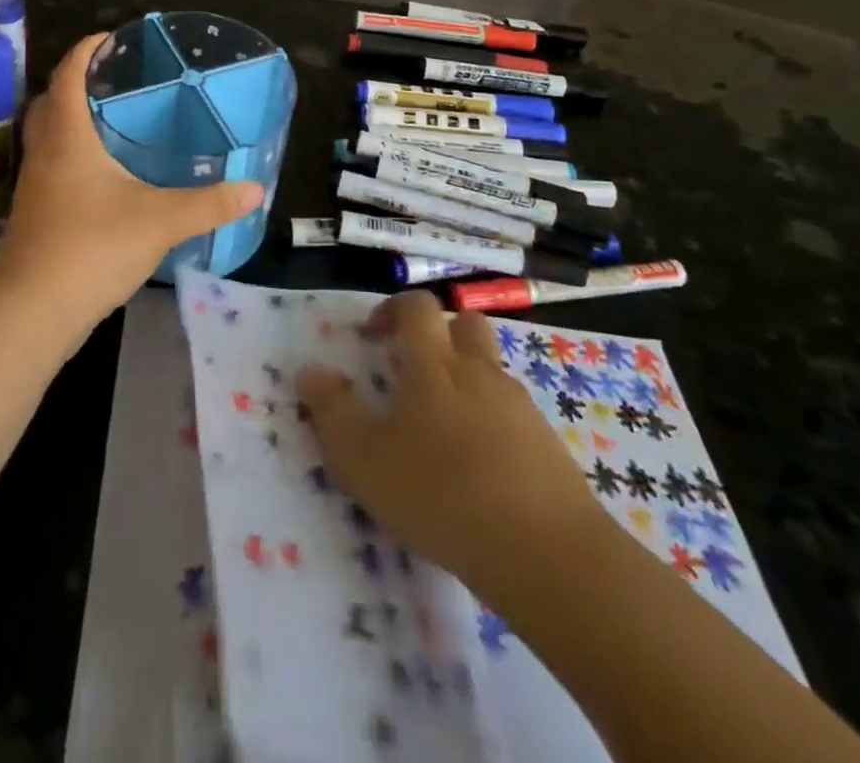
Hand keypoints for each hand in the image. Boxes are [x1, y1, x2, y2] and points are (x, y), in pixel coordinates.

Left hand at [0, 33, 262, 329]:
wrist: (32, 310)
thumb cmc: (92, 248)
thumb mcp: (160, 221)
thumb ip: (209, 204)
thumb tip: (254, 189)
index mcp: (68, 137)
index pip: (68, 75)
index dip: (86, 50)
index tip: (110, 38)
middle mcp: (44, 153)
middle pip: (50, 101)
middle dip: (77, 83)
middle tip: (115, 80)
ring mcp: (34, 185)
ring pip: (48, 136)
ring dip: (72, 120)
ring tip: (114, 122)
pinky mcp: (34, 213)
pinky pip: (51, 166)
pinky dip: (72, 155)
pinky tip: (103, 177)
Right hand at [297, 291, 604, 606]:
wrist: (547, 553)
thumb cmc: (442, 493)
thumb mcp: (364, 458)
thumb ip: (332, 410)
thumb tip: (309, 371)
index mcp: (434, 364)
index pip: (417, 307)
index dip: (393, 309)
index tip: (372, 337)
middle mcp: (479, 372)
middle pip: (465, 324)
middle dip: (439, 333)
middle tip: (414, 369)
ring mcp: (520, 408)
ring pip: (492, 371)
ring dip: (467, 381)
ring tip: (443, 431)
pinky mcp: (549, 446)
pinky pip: (515, 416)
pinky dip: (494, 425)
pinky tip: (481, 470)